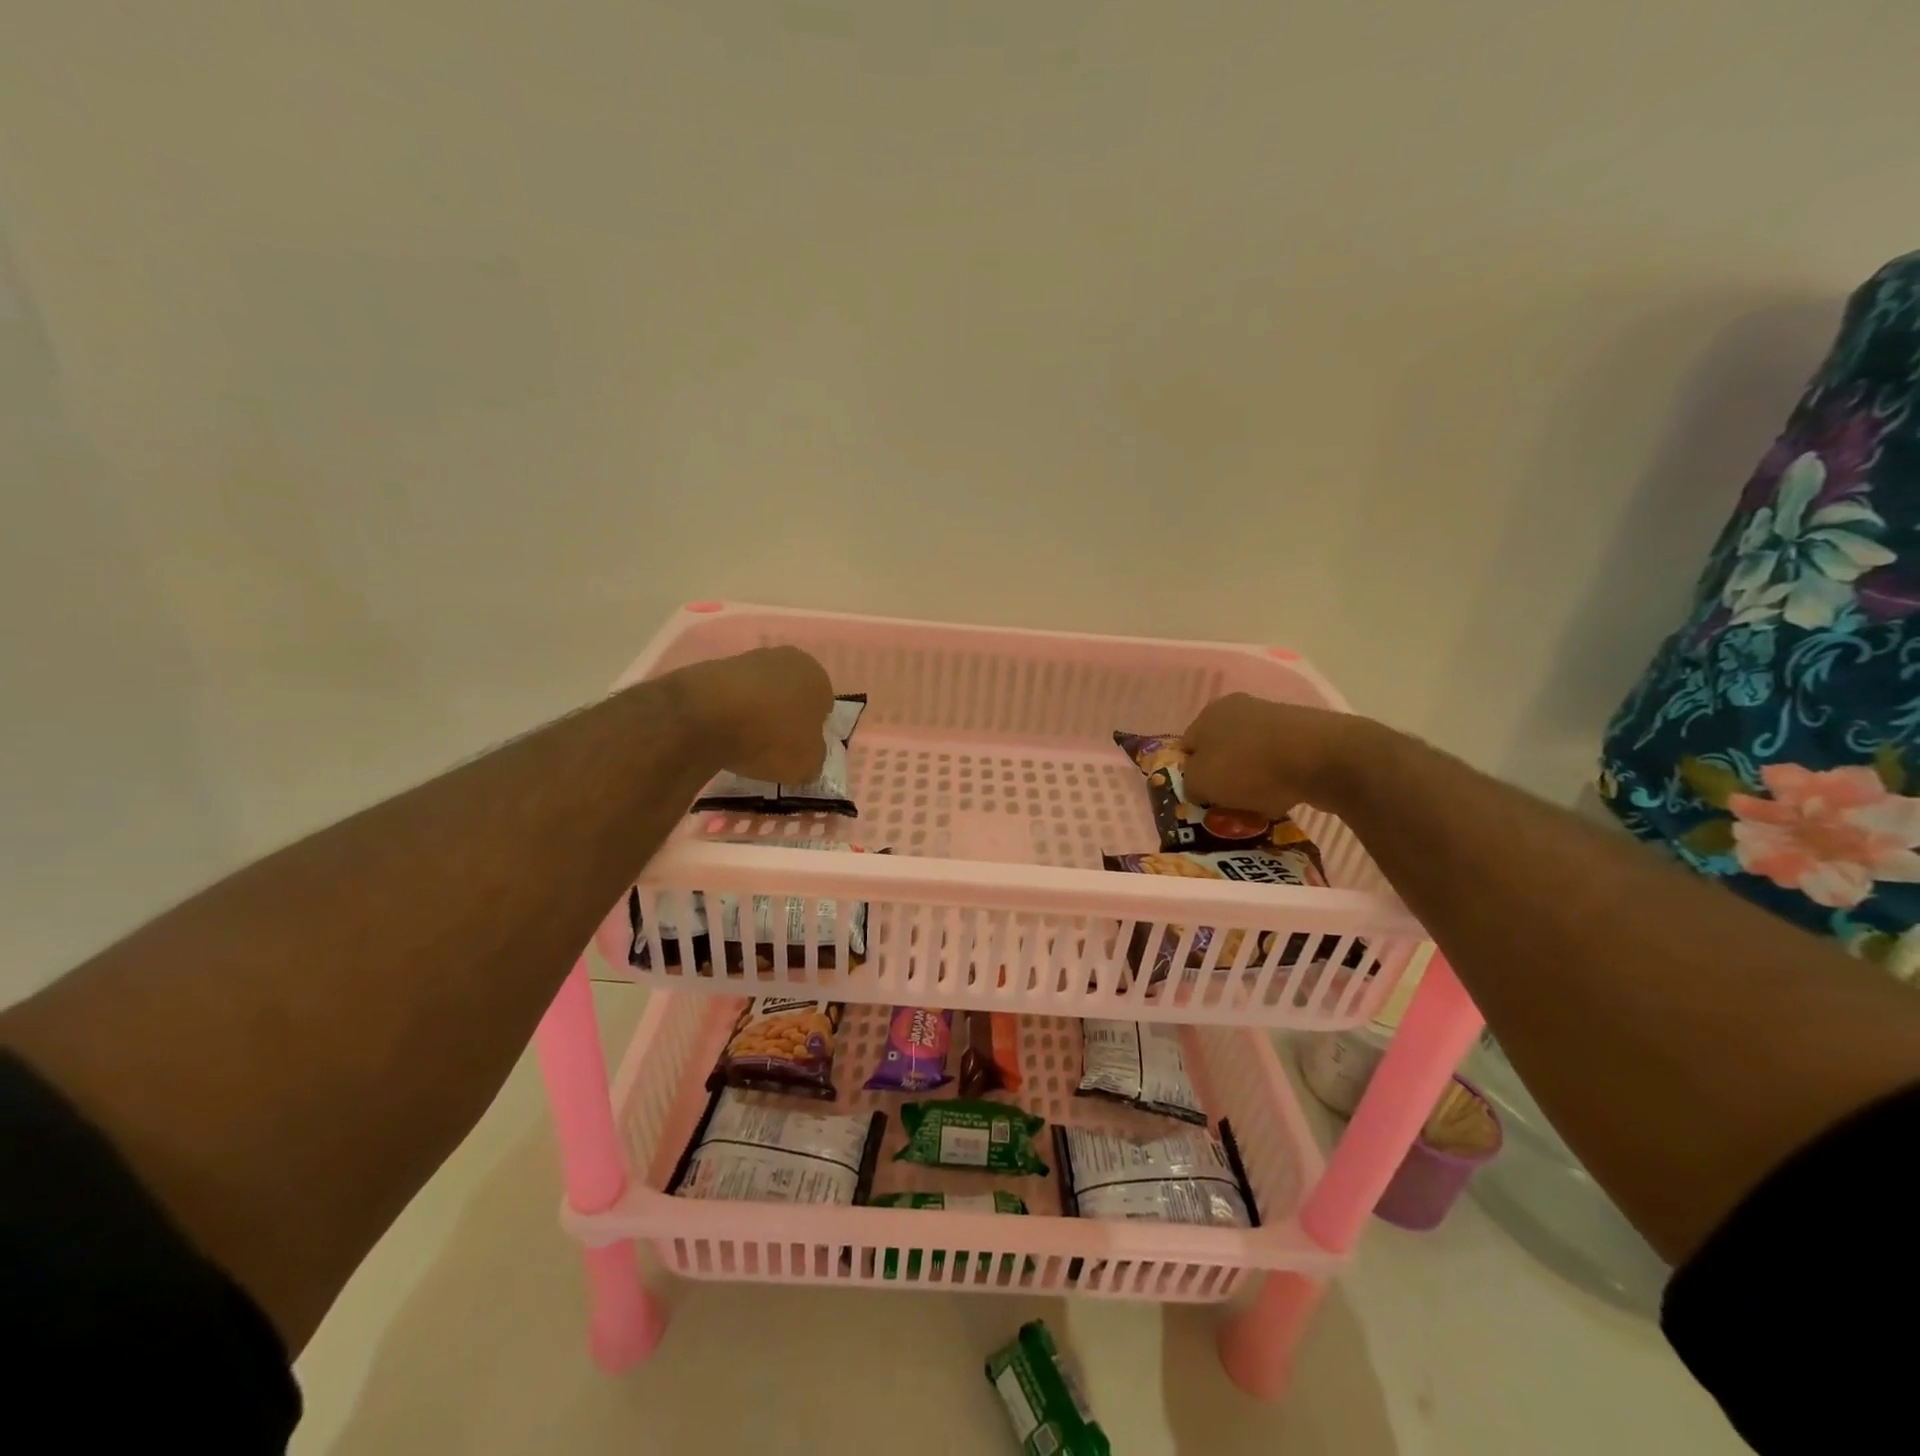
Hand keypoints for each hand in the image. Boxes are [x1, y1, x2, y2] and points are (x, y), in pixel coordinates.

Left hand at [670, 646, 835, 782]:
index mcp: (818, 675)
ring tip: (744, 741)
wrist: (706, 716)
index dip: (812, 729)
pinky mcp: (713, 667)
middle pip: (791, 693)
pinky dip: (730, 711)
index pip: (823, 705)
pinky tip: (722, 732)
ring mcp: (747, 658)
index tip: (799, 749)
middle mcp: (787, 658)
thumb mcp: (807, 763)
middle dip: (785, 715)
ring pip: (761, 692)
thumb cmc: (772, 737)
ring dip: (757, 711)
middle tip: (774, 744)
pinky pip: (731, 695)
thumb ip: (814, 757)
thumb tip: (809, 755)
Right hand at [1180, 693, 1367, 818]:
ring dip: (1251, 780)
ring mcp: (1275, 718)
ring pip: (1250, 757)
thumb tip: (1197, 786)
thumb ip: (1189, 784)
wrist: (1323, 758)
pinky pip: (1280, 762)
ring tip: (1257, 806)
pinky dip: (1278, 779)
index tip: (1200, 798)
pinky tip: (1284, 796)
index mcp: (1209, 713)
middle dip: (1222, 778)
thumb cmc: (1249, 767)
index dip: (1189, 774)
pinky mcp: (1305, 733)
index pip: (1187, 747)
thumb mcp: (1201, 783)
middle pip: (1221, 751)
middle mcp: (1239, 708)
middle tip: (1226, 805)